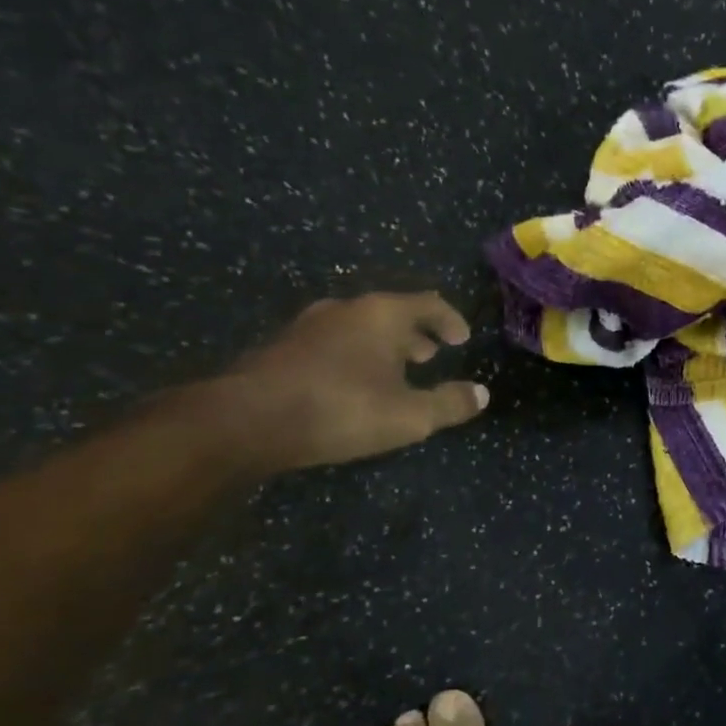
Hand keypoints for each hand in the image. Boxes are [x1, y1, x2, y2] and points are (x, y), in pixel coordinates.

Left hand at [216, 291, 489, 472]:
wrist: (244, 422)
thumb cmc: (341, 409)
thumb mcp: (410, 416)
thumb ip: (450, 404)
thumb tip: (481, 394)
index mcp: (382, 314)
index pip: (429, 304)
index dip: (450, 320)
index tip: (462, 339)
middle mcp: (345, 309)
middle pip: (391, 312)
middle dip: (415, 333)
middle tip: (430, 355)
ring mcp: (307, 326)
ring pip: (358, 327)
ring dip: (382, 345)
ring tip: (393, 371)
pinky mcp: (280, 348)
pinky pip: (331, 343)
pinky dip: (352, 356)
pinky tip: (350, 385)